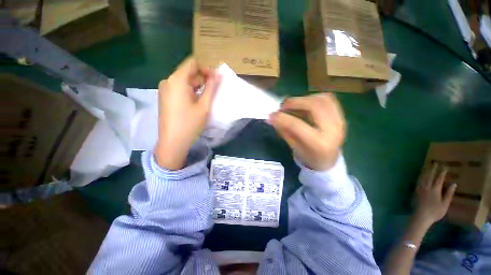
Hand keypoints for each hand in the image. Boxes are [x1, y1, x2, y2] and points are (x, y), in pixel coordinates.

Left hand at [155, 57, 220, 169]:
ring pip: (184, 81)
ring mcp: (165, 90)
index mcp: (177, 80)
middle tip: (213, 91)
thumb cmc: (190, 124)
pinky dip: (190, 91)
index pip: (192, 63)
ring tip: (206, 98)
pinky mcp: (165, 97)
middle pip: (188, 72)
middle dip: (202, 78)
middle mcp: (168, 81)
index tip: (214, 81)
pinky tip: (196, 102)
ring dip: (197, 86)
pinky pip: (179, 88)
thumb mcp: (204, 105)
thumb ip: (211, 88)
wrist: (173, 142)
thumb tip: (218, 74)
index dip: (206, 69)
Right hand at [269, 93, 345, 170]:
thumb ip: (283, 131)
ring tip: (293, 105)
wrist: (328, 161)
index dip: (282, 118)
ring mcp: (339, 121)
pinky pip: (328, 99)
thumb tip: (271, 118)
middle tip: (283, 106)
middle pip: (314, 106)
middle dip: (295, 102)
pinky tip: (305, 104)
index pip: (297, 125)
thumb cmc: (309, 157)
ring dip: (304, 99)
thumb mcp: (293, 147)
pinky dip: (314, 98)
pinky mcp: (340, 116)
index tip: (271, 114)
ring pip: (322, 99)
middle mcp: (332, 130)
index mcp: (318, 144)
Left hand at [415, 163, 456, 225]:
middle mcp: (427, 187)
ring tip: (427, 166)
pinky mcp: (416, 191)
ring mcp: (420, 188)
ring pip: (423, 177)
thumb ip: (448, 194)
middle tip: (435, 163)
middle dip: (433, 169)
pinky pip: (419, 181)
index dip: (442, 172)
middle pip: (430, 176)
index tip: (444, 167)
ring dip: (426, 171)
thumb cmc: (435, 212)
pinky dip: (421, 176)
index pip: (439, 179)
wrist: (421, 216)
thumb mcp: (445, 204)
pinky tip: (421, 175)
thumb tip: (453, 184)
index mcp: (435, 190)